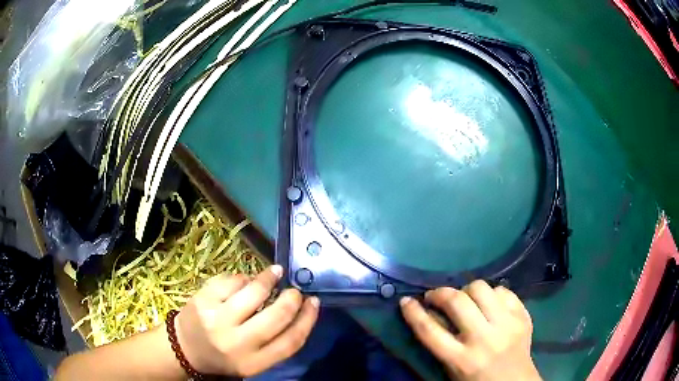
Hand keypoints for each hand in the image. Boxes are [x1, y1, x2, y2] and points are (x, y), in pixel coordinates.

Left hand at [174, 265, 318, 376]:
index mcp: (253, 363)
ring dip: (268, 279)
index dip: (307, 319)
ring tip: (274, 273)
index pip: (290, 341)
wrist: (185, 349)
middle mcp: (236, 343)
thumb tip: (299, 307)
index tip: (314, 302)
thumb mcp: (254, 360)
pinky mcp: (202, 300)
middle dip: (290, 298)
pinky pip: (231, 280)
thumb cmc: (225, 355)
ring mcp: (216, 319)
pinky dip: (243, 277)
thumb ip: (275, 341)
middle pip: (275, 316)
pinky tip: (245, 280)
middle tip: (294, 290)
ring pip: (253, 291)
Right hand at [400, 281, 540, 380]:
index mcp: (462, 359)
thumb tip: (428, 312)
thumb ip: (441, 342)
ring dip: (466, 290)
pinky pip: (503, 291)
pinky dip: (492, 293)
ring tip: (465, 298)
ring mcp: (507, 325)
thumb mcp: (453, 368)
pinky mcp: (523, 316)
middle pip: (457, 302)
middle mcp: (484, 339)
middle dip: (440, 293)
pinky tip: (489, 303)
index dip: (413, 313)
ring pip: (481, 289)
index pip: (430, 331)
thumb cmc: (477, 379)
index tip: (406, 301)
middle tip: (435, 297)